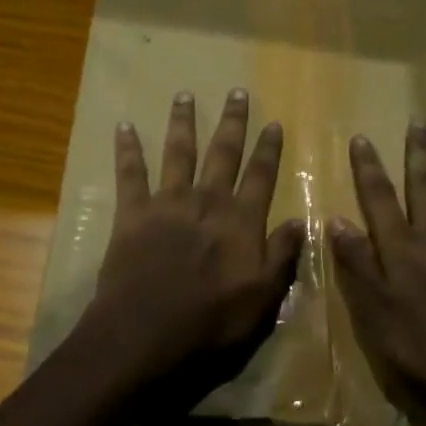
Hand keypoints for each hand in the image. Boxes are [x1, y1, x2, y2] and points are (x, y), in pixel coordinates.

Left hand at [77, 90, 305, 409]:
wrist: (145, 333)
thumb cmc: (210, 323)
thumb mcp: (262, 300)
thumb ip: (282, 257)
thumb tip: (301, 221)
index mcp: (240, 221)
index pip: (260, 176)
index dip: (269, 150)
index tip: (274, 123)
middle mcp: (206, 202)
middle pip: (222, 153)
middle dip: (232, 122)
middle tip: (237, 92)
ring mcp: (167, 203)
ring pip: (178, 153)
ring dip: (183, 122)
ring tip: (185, 95)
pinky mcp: (133, 213)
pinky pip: (130, 174)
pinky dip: (127, 149)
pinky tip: (124, 126)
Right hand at [328, 124, 425, 425]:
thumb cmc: (422, 351)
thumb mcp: (374, 313)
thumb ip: (357, 265)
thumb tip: (337, 220)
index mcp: (402, 249)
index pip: (379, 200)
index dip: (369, 168)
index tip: (362, 137)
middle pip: (425, 187)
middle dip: (419, 153)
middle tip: (419, 121)